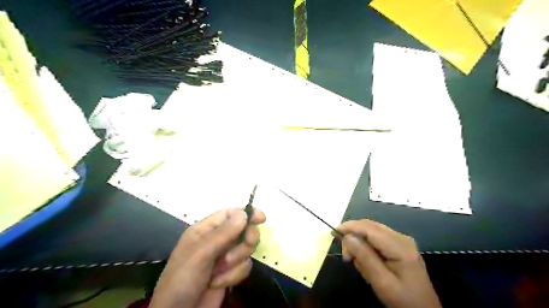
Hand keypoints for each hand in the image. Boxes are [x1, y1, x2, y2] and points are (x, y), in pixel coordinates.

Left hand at [150, 208, 265, 306]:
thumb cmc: (183, 279)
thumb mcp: (200, 254)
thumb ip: (223, 233)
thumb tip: (244, 213)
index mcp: (205, 230)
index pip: (230, 214)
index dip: (247, 214)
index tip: (261, 218)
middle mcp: (217, 240)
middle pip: (243, 230)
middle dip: (245, 241)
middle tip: (246, 246)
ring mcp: (224, 257)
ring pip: (246, 249)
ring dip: (236, 261)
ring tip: (219, 272)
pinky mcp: (230, 272)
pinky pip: (245, 266)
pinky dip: (234, 275)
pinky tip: (218, 283)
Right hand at [340, 219, 440, 307]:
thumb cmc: (403, 299)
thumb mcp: (382, 282)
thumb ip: (365, 258)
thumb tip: (347, 237)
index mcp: (400, 246)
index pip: (369, 228)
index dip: (350, 227)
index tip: (333, 233)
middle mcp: (401, 237)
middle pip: (370, 226)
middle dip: (353, 235)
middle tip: (346, 256)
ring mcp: (401, 240)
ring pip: (372, 230)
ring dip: (359, 241)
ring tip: (356, 260)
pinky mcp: (399, 244)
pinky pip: (377, 237)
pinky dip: (366, 245)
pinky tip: (366, 258)